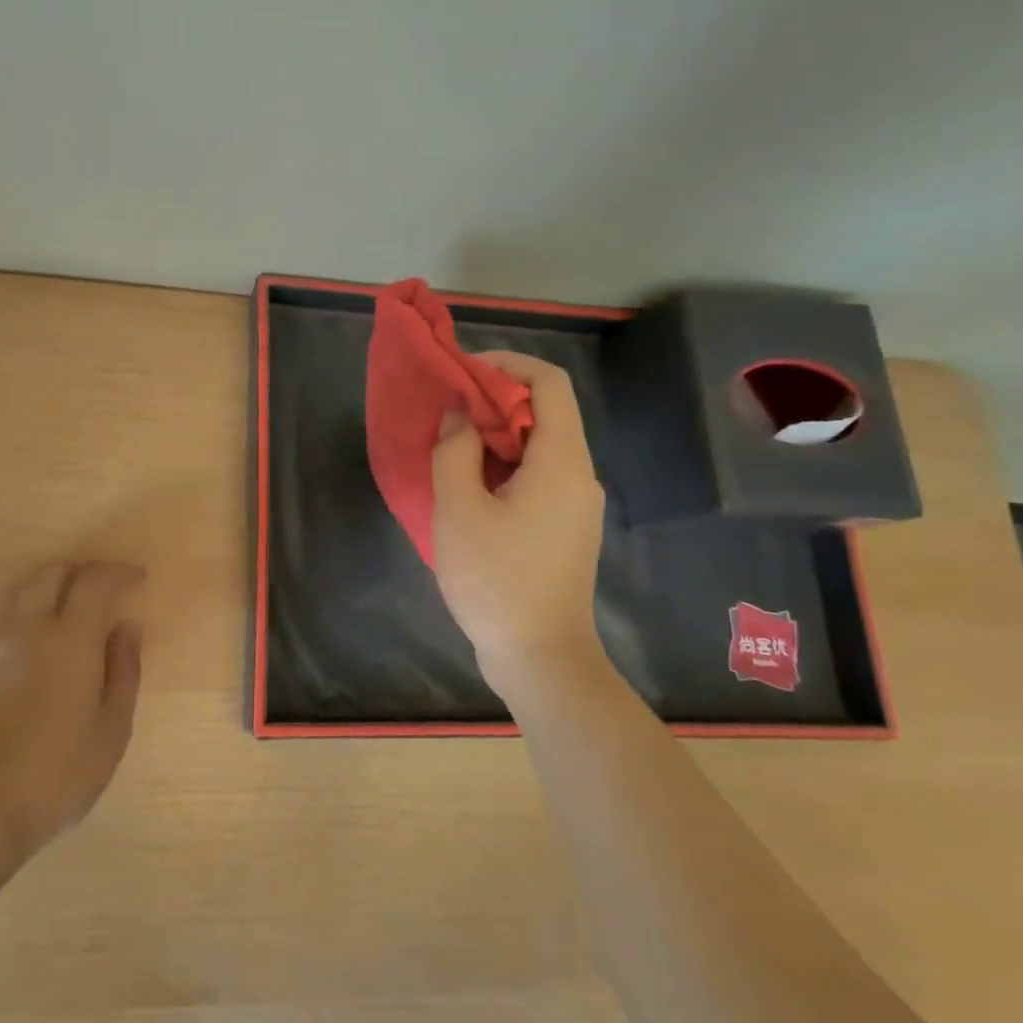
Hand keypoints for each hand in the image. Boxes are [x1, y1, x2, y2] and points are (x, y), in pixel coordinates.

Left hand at [0, 561, 144, 853]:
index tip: (137, 579)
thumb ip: (124, 671)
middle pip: (51, 574)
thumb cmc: (56, 775)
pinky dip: (5, 617)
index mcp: (70, 639)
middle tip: (101, 589)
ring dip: (42, 586)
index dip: (118, 572)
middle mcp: (27, 628)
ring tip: (59, 606)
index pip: (95, 581)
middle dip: (80, 572)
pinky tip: (12, 636)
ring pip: (14, 591)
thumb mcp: (111, 731)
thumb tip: (127, 627)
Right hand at [431, 350, 605, 706]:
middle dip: (493, 401)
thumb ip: (454, 451)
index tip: (462, 374)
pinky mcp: (564, 527)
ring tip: (448, 447)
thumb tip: (459, 417)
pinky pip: (536, 476)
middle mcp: (577, 474)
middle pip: (544, 412)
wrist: (541, 657)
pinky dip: (502, 466)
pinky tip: (467, 487)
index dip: (506, 364)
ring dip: (495, 436)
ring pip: (538, 446)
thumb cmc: (496, 579)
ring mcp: (574, 503)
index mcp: (560, 460)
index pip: (548, 382)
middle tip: (445, 412)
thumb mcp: (458, 509)